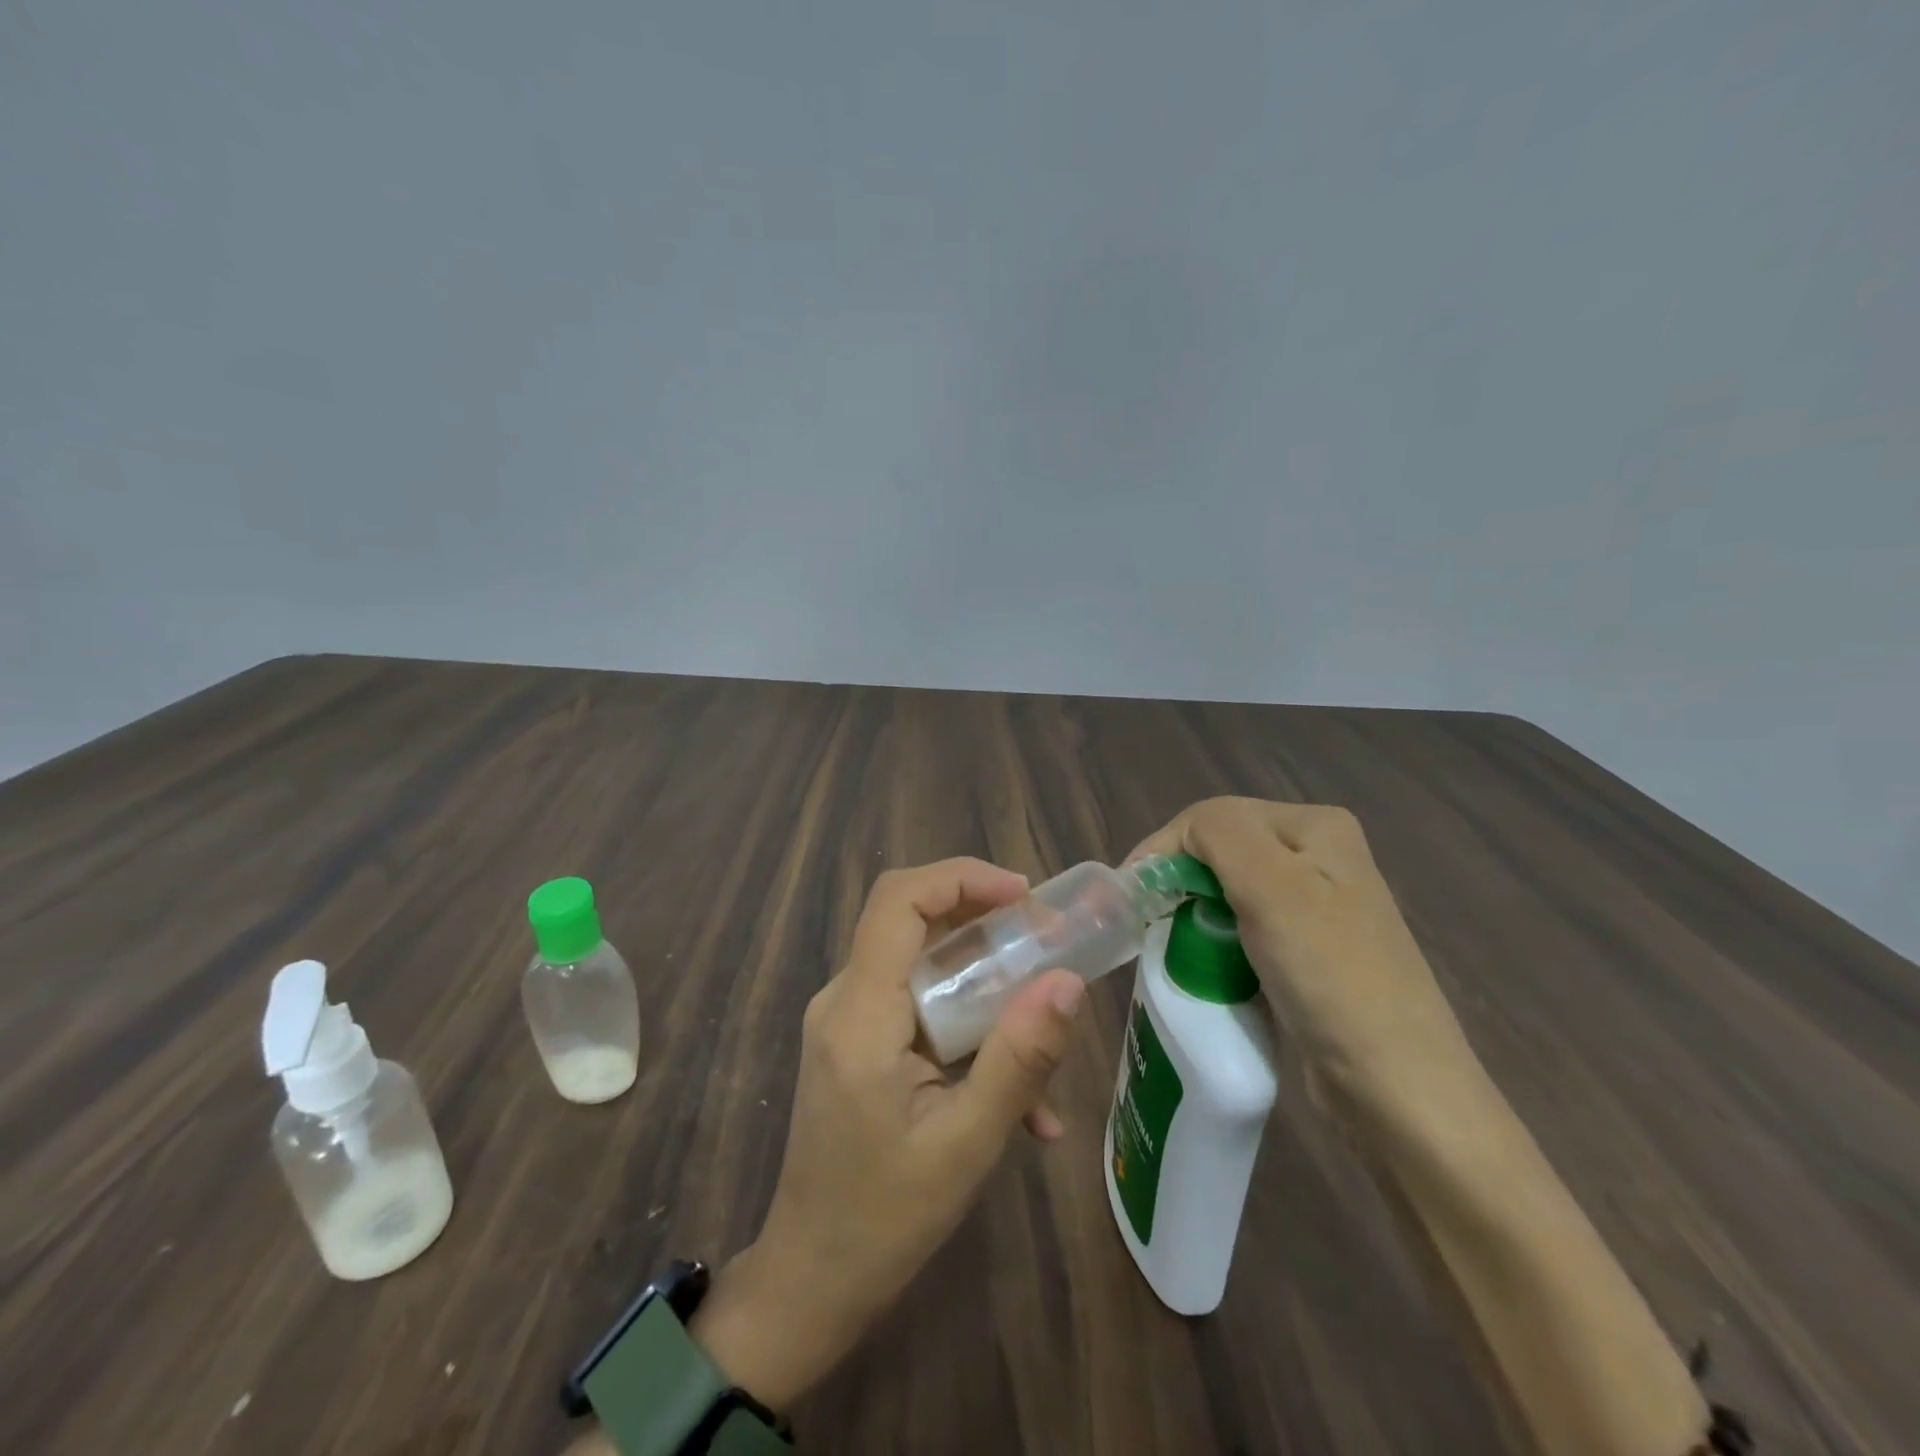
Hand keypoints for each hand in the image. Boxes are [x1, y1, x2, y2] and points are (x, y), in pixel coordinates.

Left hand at [685, 858, 1086, 1411]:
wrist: (812, 1282)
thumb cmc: (884, 1219)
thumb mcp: (967, 1143)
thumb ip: (1019, 1059)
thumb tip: (1068, 982)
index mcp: (860, 1013)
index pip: (899, 901)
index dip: (962, 877)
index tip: (1026, 896)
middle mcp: (845, 1000)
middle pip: (912, 921)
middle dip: (985, 920)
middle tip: (1048, 942)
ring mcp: (848, 1021)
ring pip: (923, 964)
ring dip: (986, 981)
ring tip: (1045, 1018)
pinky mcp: (860, 1044)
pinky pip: (920, 1007)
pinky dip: (969, 1027)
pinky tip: (1023, 1101)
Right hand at [1128, 797, 1473, 1105]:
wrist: (1395, 1086)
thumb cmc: (1330, 975)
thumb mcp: (1272, 885)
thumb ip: (1219, 833)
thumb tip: (1175, 838)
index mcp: (1315, 826)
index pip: (1214, 817)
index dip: (1165, 848)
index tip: (1130, 896)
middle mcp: (1319, 856)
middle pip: (1220, 851)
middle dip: (1178, 879)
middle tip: (1146, 920)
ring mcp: (1315, 906)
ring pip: (1227, 890)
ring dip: (1192, 911)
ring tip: (1168, 942)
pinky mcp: (1306, 952)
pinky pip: (1242, 927)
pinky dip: (1213, 938)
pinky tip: (1204, 960)